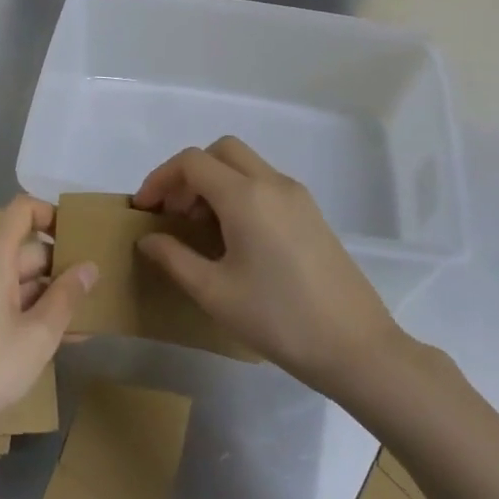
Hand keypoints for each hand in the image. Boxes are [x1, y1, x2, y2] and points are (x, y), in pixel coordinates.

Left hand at [0, 195, 96, 458]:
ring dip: (43, 297)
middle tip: (91, 300)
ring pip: (11, 279)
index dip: (52, 215)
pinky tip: (44, 341)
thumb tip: (88, 266)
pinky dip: (20, 310)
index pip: (22, 209)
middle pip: (22, 249)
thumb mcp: (39, 336)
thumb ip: (67, 296)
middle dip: (58, 271)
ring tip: (77, 329)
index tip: (78, 241)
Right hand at [134, 137, 402, 398]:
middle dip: (189, 174)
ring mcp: (297, 196)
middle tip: (174, 214)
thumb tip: (148, 239)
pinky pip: (265, 184)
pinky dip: (239, 194)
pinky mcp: (311, 213)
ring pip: (245, 165)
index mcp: (246, 196)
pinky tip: (235, 238)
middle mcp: (273, 183)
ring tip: (200, 229)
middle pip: (221, 152)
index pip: (192, 162)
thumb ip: (174, 258)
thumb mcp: (214, 292)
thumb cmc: (278, 319)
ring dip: (215, 183)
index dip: (160, 179)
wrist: (355, 346)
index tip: (144, 210)